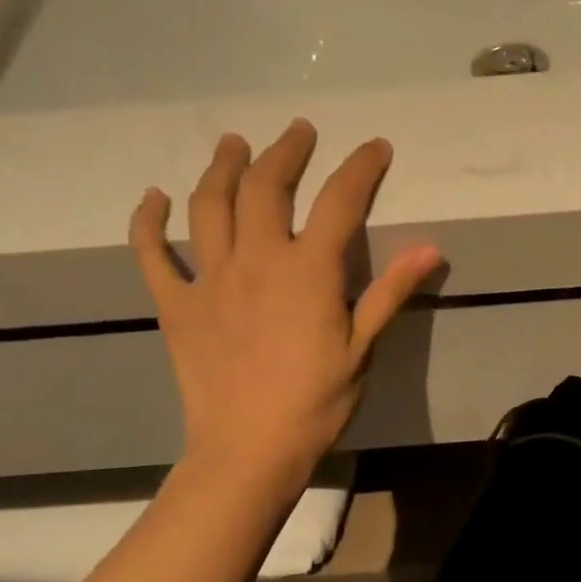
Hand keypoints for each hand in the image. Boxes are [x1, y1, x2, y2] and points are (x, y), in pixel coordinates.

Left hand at [128, 122, 442, 481]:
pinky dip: (149, 223)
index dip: (360, 167)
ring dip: (222, 167)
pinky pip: (152, 255)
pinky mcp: (176, 306)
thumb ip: (391, 292)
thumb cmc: (315, 402)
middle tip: (298, 131)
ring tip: (233, 143)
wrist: (248, 450)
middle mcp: (256, 260)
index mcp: (308, 271)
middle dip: (286, 152)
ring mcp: (209, 280)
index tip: (375, 146)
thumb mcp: (362, 348)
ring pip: (210, 206)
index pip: (339, 202)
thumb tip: (431, 249)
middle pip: (266, 188)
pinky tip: (154, 199)